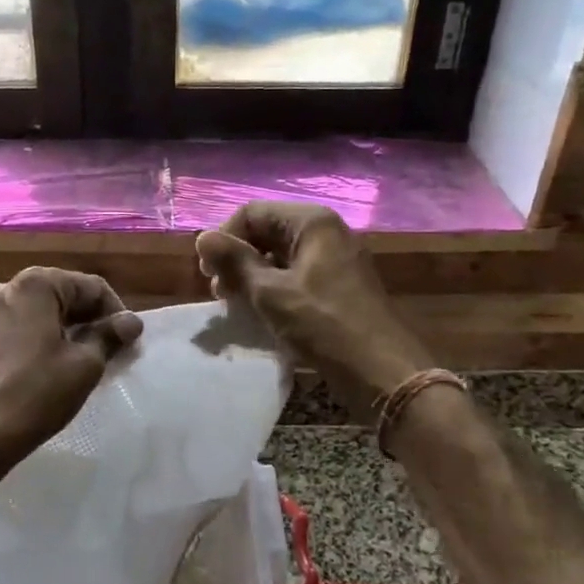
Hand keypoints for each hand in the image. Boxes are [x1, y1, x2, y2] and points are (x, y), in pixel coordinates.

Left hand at [0, 267, 143, 467]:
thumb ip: (110, 336)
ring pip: (30, 316)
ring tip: (71, 364)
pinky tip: (34, 375)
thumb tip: (131, 321)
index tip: (126, 343)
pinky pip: (5, 335)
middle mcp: (2, 290)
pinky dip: (26, 346)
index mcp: (35, 286)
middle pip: (58, 297)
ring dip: (55, 333)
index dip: (115, 313)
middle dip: (84, 321)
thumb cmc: (36, 393)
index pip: (90, 287)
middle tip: (104, 353)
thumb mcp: (85, 365)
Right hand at [196, 203, 433, 415]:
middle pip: (267, 231)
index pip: (252, 213)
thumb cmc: (323, 325)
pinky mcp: (340, 283)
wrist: (381, 371)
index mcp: (311, 222)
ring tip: (238, 303)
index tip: (208, 274)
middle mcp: (326, 231)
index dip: (225, 239)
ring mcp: (336, 257)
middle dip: (238, 257)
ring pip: (281, 254)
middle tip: (221, 292)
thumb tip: (202, 238)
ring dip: (253, 275)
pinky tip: (263, 311)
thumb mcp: (271, 293)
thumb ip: (235, 262)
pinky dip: (275, 286)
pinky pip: (297, 273)